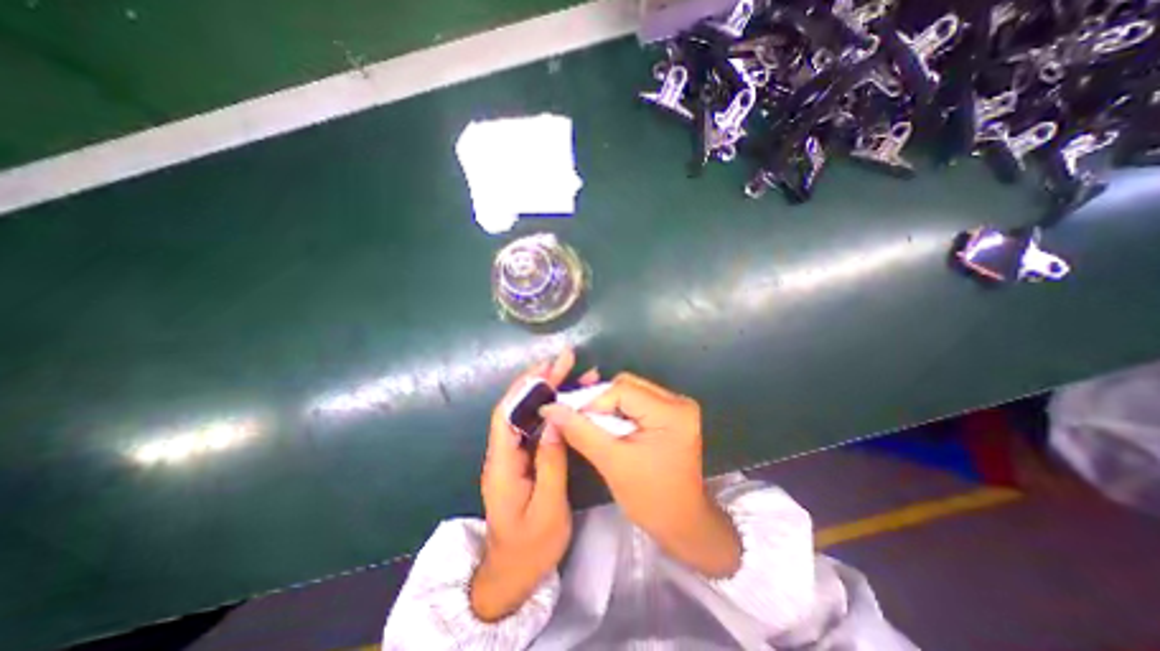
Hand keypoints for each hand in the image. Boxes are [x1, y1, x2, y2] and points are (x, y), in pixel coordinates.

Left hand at [470, 351, 596, 619]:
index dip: (525, 387)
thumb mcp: (547, 509)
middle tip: (565, 360)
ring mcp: (514, 455)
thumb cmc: (530, 548)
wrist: (513, 576)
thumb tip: (557, 421)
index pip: (507, 414)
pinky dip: (553, 409)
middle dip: (540, 381)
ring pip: (529, 414)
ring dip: (548, 391)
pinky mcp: (525, 458)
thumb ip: (551, 463)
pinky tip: (568, 399)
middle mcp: (504, 453)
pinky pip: (538, 426)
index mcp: (502, 465)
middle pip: (519, 407)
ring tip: (573, 373)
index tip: (547, 367)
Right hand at [539, 375, 737, 577]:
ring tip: (594, 426)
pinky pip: (637, 401)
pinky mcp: (671, 414)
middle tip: (581, 420)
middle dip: (600, 402)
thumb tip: (550, 409)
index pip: (622, 390)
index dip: (593, 401)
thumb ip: (580, 431)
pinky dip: (619, 410)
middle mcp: (677, 401)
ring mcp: (676, 406)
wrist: (681, 523)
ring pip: (630, 391)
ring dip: (608, 406)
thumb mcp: (611, 462)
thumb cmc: (650, 498)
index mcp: (671, 412)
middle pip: (627, 386)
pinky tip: (609, 426)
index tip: (571, 417)